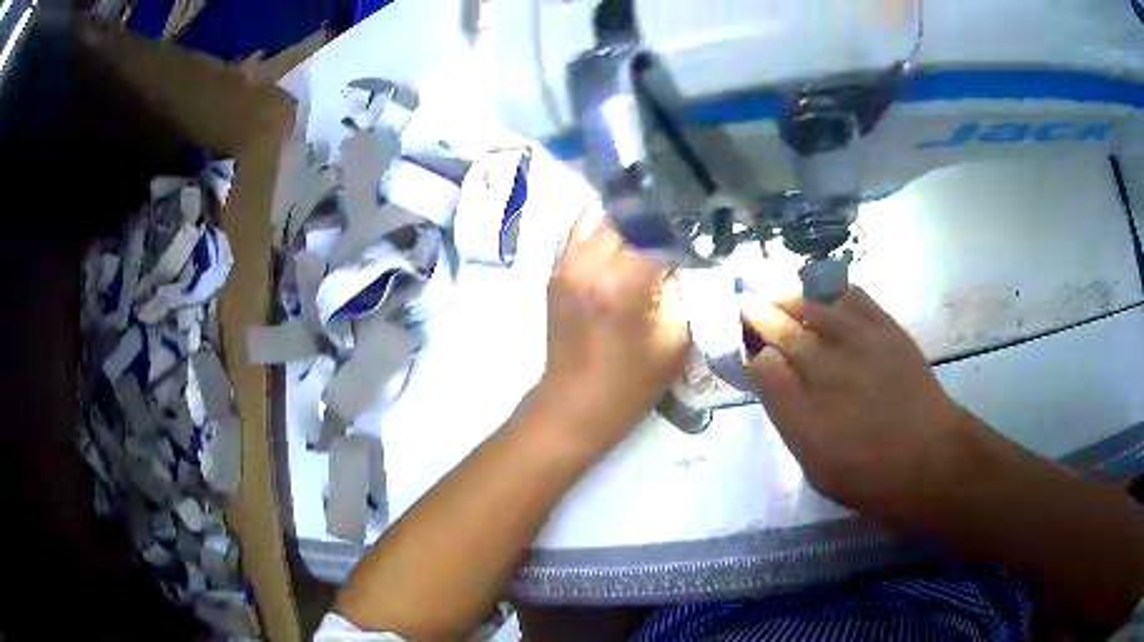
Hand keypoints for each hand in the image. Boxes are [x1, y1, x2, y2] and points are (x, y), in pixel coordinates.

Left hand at [531, 209, 689, 455]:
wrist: (574, 405)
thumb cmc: (631, 382)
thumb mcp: (675, 340)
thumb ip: (684, 291)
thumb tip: (685, 257)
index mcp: (623, 285)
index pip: (658, 230)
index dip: (682, 226)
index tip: (700, 227)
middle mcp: (589, 265)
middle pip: (626, 215)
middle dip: (655, 216)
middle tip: (677, 223)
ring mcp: (565, 265)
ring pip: (597, 215)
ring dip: (626, 216)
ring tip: (649, 225)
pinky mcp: (555, 272)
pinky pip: (577, 231)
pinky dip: (601, 226)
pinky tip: (621, 236)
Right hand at [743, 286, 984, 523]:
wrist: (930, 458)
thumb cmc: (868, 472)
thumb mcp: (815, 460)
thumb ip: (786, 410)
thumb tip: (764, 365)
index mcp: (806, 398)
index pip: (765, 359)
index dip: (750, 344)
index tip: (739, 337)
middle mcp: (830, 361)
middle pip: (787, 326)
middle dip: (762, 312)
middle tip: (746, 300)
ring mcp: (861, 340)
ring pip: (818, 305)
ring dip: (792, 296)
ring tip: (778, 292)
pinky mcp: (888, 331)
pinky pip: (856, 298)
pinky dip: (835, 291)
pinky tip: (827, 292)